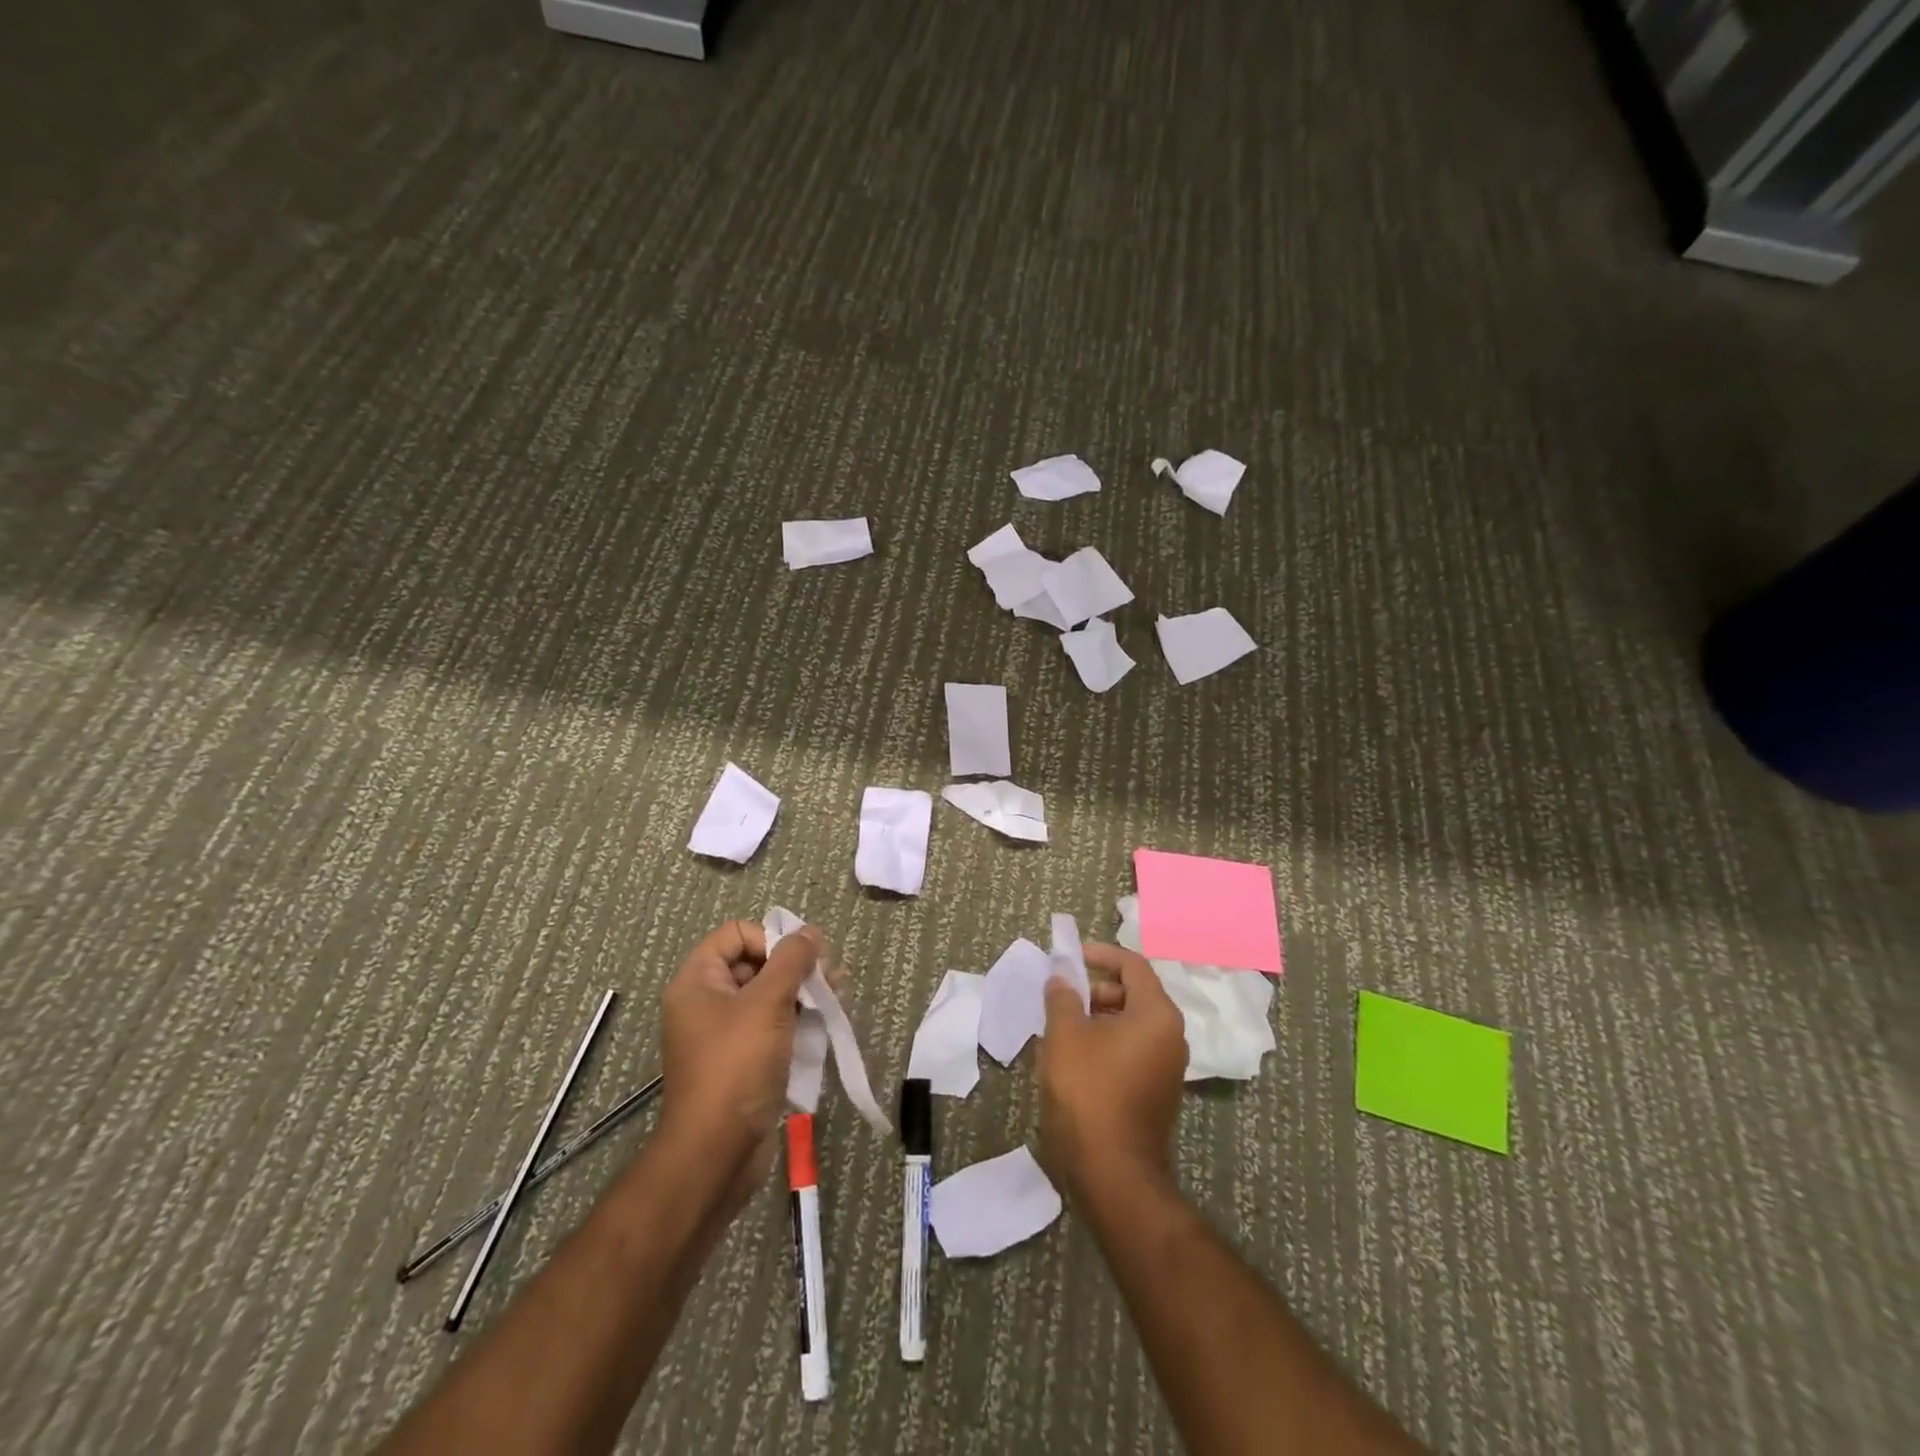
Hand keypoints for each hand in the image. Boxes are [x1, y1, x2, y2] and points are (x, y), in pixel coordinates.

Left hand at [658, 919, 821, 1219]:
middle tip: (830, 978)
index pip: (736, 934)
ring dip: (802, 993)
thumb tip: (810, 932)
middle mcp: (706, 1003)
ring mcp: (723, 1035)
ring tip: (836, 999)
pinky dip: (796, 1021)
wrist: (717, 1154)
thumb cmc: (737, 1067)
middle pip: (755, 963)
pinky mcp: (741, 1062)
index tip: (799, 961)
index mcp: (697, 982)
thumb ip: (792, 961)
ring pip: (768, 996)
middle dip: (794, 967)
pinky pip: (771, 1027)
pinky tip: (824, 1024)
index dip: (770, 939)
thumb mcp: (767, 1004)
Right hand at [1037, 943, 1186, 1202]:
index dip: (1101, 955)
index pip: (1133, 965)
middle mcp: (1171, 1035)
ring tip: (1061, 1028)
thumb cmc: (1089, 1092)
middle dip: (1095, 989)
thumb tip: (1062, 978)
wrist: (1113, 1173)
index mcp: (1157, 1014)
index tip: (1071, 958)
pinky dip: (1106, 1043)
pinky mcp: (1157, 1092)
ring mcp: (1167, 1067)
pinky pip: (1132, 1050)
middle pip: (1134, 993)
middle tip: (1061, 998)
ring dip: (1097, 1018)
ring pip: (1131, 1024)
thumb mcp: (1065, 1035)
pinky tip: (1075, 1059)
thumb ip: (1062, 997)